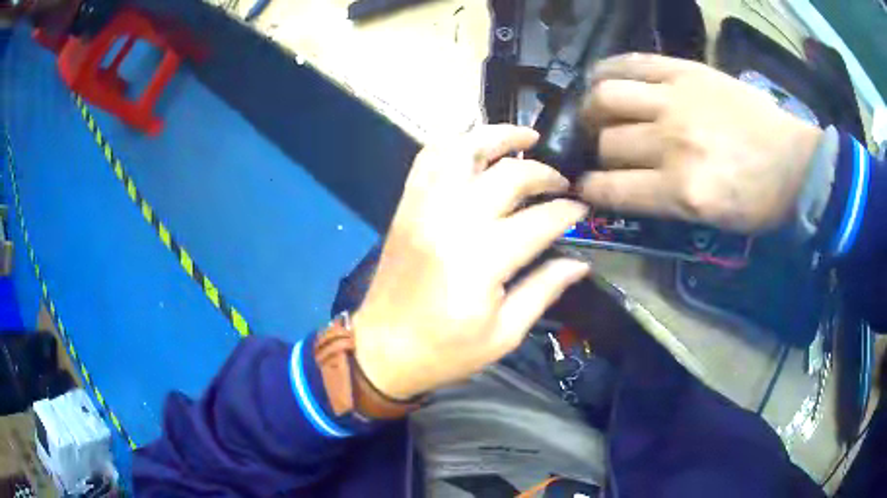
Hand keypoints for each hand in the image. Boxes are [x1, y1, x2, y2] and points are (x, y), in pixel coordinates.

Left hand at [352, 125, 589, 398]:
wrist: (382, 349)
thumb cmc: (445, 351)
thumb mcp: (504, 334)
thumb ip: (544, 290)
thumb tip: (579, 263)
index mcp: (481, 260)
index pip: (539, 220)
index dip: (567, 211)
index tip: (582, 208)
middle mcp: (452, 221)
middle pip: (508, 176)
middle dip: (544, 173)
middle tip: (562, 182)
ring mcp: (424, 208)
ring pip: (462, 150)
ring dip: (497, 136)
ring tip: (525, 138)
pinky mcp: (406, 206)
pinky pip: (428, 159)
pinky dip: (455, 143)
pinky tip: (476, 147)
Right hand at [580, 53, 822, 232]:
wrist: (795, 164)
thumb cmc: (757, 201)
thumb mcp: (711, 220)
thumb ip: (663, 201)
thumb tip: (624, 184)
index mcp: (682, 191)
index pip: (612, 189)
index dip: (589, 189)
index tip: (583, 186)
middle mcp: (673, 143)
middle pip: (608, 141)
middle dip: (597, 149)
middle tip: (601, 149)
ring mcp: (678, 100)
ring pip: (608, 97)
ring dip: (594, 108)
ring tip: (597, 112)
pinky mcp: (687, 71)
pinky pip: (633, 63)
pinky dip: (609, 69)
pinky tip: (603, 77)